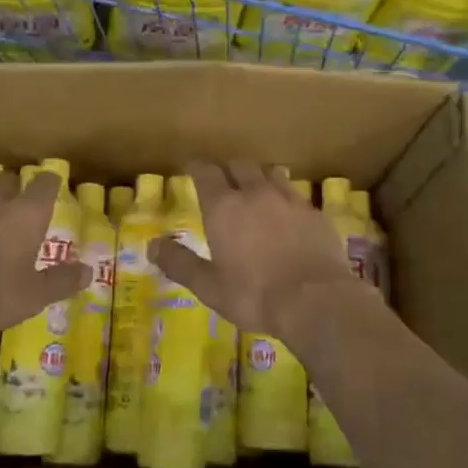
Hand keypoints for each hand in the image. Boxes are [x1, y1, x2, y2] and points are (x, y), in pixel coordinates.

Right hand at [149, 162, 365, 342]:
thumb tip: (152, 245)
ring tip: (255, 190)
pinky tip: (287, 213)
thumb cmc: (254, 295)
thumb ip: (180, 263)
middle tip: (222, 181)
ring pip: (270, 174)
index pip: (206, 172)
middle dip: (227, 169)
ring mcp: (289, 200)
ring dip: (258, 177)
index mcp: (224, 207)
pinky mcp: (314, 213)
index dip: (197, 167)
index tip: (191, 167)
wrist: (316, 301)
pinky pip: (295, 194)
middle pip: (239, 166)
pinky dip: (284, 197)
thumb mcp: (209, 286)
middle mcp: (255, 193)